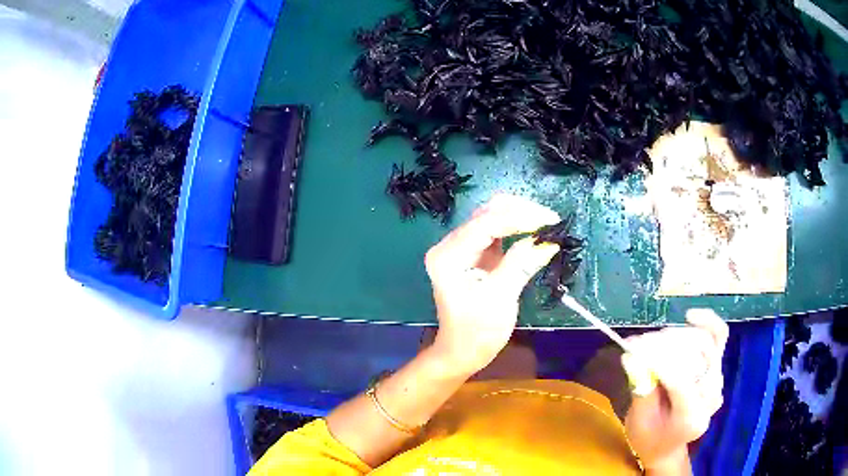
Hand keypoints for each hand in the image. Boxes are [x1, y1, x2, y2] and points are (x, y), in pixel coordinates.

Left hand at [424, 194, 560, 374]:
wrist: (461, 352)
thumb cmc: (477, 332)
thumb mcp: (501, 298)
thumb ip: (521, 264)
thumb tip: (548, 241)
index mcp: (448, 256)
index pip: (485, 224)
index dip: (519, 217)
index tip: (549, 220)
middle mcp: (450, 245)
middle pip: (486, 213)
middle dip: (520, 211)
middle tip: (551, 220)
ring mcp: (461, 248)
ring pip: (491, 217)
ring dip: (519, 216)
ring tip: (546, 223)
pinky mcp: (473, 254)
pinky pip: (495, 231)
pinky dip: (516, 227)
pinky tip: (535, 230)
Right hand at [623, 309, 728, 472]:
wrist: (667, 445)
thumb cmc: (649, 438)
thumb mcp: (638, 421)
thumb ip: (640, 388)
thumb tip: (630, 354)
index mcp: (691, 418)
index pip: (680, 379)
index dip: (656, 359)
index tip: (632, 346)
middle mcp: (711, 396)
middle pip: (694, 356)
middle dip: (664, 345)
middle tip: (638, 344)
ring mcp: (718, 380)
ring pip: (705, 342)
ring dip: (677, 336)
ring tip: (654, 340)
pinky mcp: (718, 367)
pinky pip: (718, 336)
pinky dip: (706, 322)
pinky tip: (690, 316)